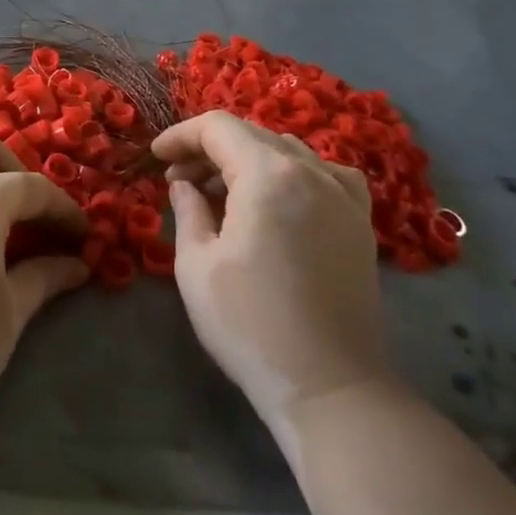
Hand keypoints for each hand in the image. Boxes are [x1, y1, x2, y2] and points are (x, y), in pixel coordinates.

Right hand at [154, 111, 388, 424]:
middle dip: (209, 148)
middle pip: (253, 135)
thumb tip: (185, 184)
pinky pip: (325, 174)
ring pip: (287, 151)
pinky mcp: (360, 223)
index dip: (180, 135)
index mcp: (268, 175)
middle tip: (178, 178)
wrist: (329, 386)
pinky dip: (293, 173)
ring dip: (248, 159)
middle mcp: (312, 172)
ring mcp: (343, 196)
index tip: (155, 157)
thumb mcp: (196, 264)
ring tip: (221, 191)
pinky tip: (280, 199)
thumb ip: (188, 210)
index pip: (218, 128)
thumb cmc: (249, 324)